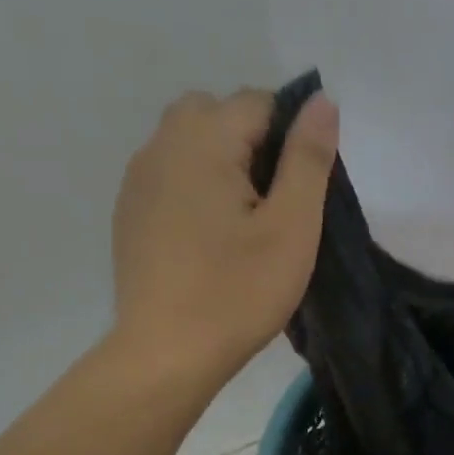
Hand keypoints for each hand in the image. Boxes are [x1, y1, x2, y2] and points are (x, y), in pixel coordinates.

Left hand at [109, 88, 337, 385]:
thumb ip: (308, 159)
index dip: (291, 136)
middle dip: (253, 140)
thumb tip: (322, 101)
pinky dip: (198, 185)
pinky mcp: (131, 211)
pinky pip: (171, 173)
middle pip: (216, 112)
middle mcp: (161, 146)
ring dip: (224, 162)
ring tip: (245, 221)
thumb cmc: (239, 291)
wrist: (167, 353)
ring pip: (189, 141)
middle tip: (275, 203)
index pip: (258, 102)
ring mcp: (138, 179)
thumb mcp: (292, 227)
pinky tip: (212, 238)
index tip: (301, 190)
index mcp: (202, 142)